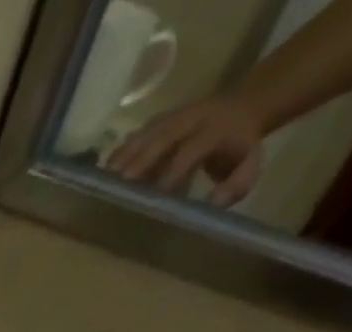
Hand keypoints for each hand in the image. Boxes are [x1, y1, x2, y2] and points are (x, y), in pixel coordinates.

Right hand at [107, 95, 266, 207]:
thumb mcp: (249, 165)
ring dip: (122, 159)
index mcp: (216, 128)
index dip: (171, 174)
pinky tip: (104, 174)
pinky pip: (136, 136)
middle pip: (161, 139)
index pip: (190, 151)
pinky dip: (119, 154)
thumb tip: (212, 204)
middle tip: (117, 188)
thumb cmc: (240, 147)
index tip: (153, 199)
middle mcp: (192, 118)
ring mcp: (172, 116)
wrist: (242, 106)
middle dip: (138, 163)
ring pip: (144, 135)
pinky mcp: (158, 120)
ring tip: (102, 183)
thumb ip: (235, 185)